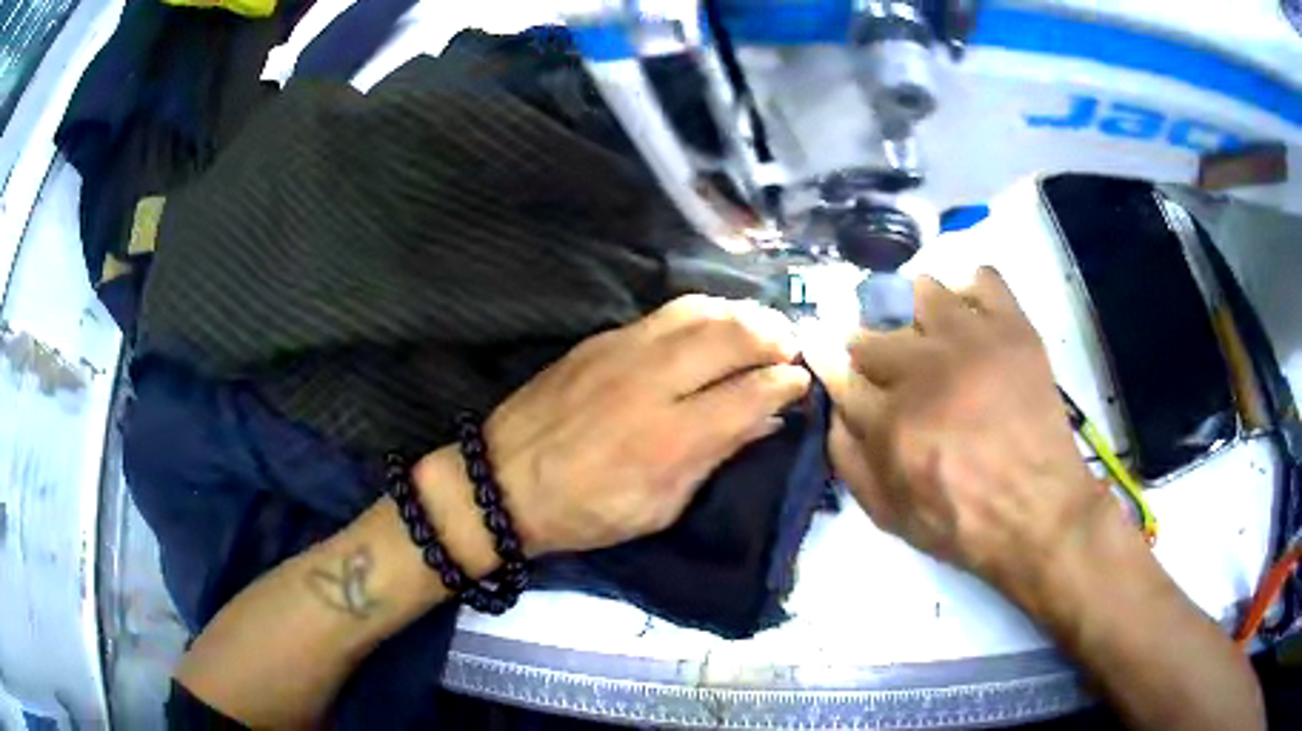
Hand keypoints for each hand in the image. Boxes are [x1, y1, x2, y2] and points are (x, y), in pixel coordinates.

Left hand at [481, 295, 809, 555]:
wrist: (503, 480)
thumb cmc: (586, 510)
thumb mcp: (660, 506)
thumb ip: (715, 456)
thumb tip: (766, 418)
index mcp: (670, 438)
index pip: (751, 392)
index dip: (787, 383)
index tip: (802, 384)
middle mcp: (653, 381)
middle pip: (734, 335)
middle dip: (775, 336)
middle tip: (792, 348)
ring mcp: (625, 350)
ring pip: (702, 309)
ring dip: (744, 314)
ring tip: (762, 329)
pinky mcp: (603, 337)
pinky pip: (668, 311)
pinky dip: (706, 312)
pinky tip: (716, 325)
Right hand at [805, 268, 1118, 598]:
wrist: (1040, 512)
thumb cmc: (961, 522)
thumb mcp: (888, 514)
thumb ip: (848, 461)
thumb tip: (833, 410)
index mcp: (889, 419)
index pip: (839, 369)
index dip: (826, 358)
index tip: (821, 347)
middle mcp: (923, 368)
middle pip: (874, 331)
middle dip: (869, 348)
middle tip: (891, 370)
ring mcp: (971, 339)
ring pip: (923, 291)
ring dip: (919, 315)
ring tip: (935, 339)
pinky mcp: (1012, 328)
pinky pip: (983, 278)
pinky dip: (972, 292)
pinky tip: (974, 320)